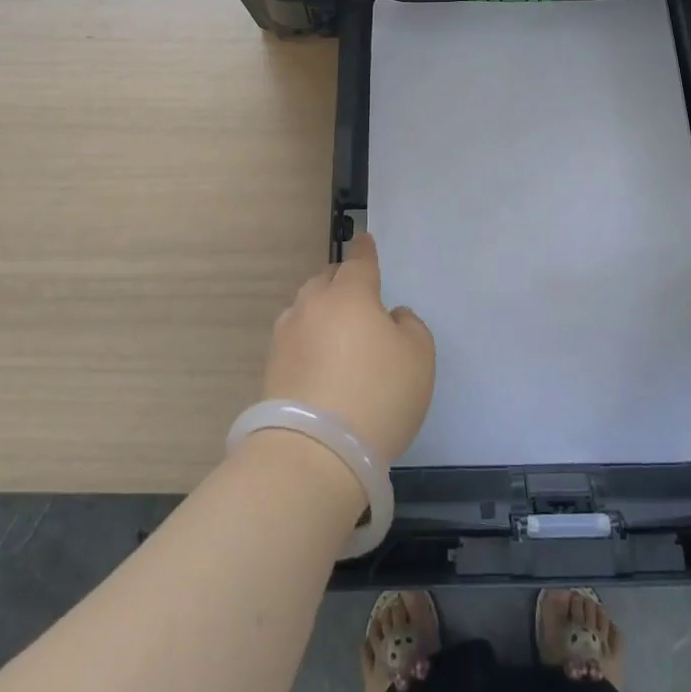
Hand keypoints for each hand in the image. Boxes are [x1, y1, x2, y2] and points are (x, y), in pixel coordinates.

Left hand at [263, 234, 434, 464]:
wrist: (314, 451)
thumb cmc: (378, 395)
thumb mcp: (419, 357)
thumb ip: (410, 326)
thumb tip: (390, 318)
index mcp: (351, 294)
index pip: (359, 261)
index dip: (365, 250)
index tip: (364, 239)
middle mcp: (313, 305)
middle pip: (326, 280)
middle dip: (341, 281)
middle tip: (357, 296)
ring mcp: (287, 335)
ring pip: (306, 308)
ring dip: (321, 312)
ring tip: (336, 333)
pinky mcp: (271, 367)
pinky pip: (295, 340)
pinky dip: (308, 342)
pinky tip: (319, 363)